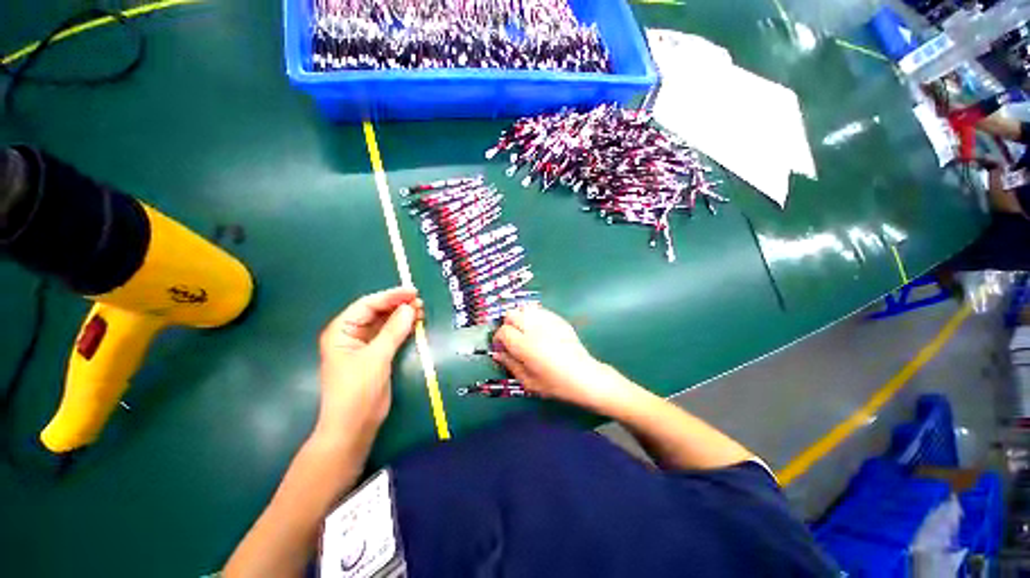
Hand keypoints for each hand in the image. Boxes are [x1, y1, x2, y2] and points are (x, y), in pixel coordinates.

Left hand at [314, 287, 421, 445]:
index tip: (412, 292)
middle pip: (376, 312)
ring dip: (402, 316)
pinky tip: (415, 323)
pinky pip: (390, 335)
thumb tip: (410, 308)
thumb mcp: (376, 358)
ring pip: (385, 323)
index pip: (367, 305)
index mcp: (341, 331)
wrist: (354, 426)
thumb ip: (393, 331)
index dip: (390, 296)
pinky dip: (402, 328)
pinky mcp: (376, 354)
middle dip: (398, 305)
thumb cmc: (357, 390)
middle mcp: (351, 334)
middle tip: (420, 302)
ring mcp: (364, 345)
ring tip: (421, 310)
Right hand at [492, 306, 633, 414]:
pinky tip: (539, 329)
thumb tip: (498, 354)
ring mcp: (547, 321)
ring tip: (525, 331)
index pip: (503, 331)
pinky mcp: (558, 319)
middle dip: (508, 325)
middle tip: (513, 338)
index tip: (502, 347)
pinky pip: (540, 310)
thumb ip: (511, 365)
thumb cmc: (555, 383)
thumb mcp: (529, 382)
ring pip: (525, 309)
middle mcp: (534, 329)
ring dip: (520, 318)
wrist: (584, 376)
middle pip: (511, 314)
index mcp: (524, 345)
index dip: (499, 338)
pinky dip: (534, 316)